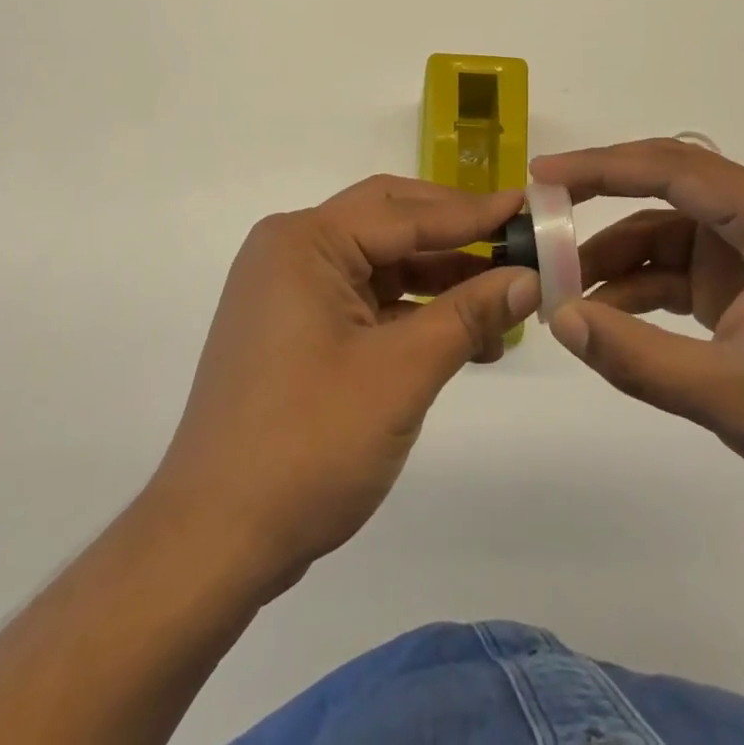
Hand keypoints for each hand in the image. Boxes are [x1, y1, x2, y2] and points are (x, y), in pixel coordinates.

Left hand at [145, 176, 539, 597]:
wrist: (215, 539)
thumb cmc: (308, 443)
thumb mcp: (401, 374)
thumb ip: (468, 316)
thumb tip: (528, 279)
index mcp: (306, 241)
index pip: (404, 212)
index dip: (472, 212)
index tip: (527, 206)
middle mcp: (292, 250)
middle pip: (388, 223)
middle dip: (453, 235)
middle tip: (515, 241)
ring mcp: (288, 289)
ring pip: (379, 263)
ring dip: (437, 278)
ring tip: (502, 300)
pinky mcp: (292, 326)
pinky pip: (362, 299)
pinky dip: (410, 311)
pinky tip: (459, 335)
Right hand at [532, 139, 743, 528]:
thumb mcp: (733, 395)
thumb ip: (638, 357)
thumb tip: (558, 318)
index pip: (674, 169)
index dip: (602, 168)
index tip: (542, 177)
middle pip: (667, 185)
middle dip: (600, 197)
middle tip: (540, 214)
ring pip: (666, 229)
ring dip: (615, 255)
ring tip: (561, 286)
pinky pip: (678, 267)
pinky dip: (639, 286)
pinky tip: (602, 314)